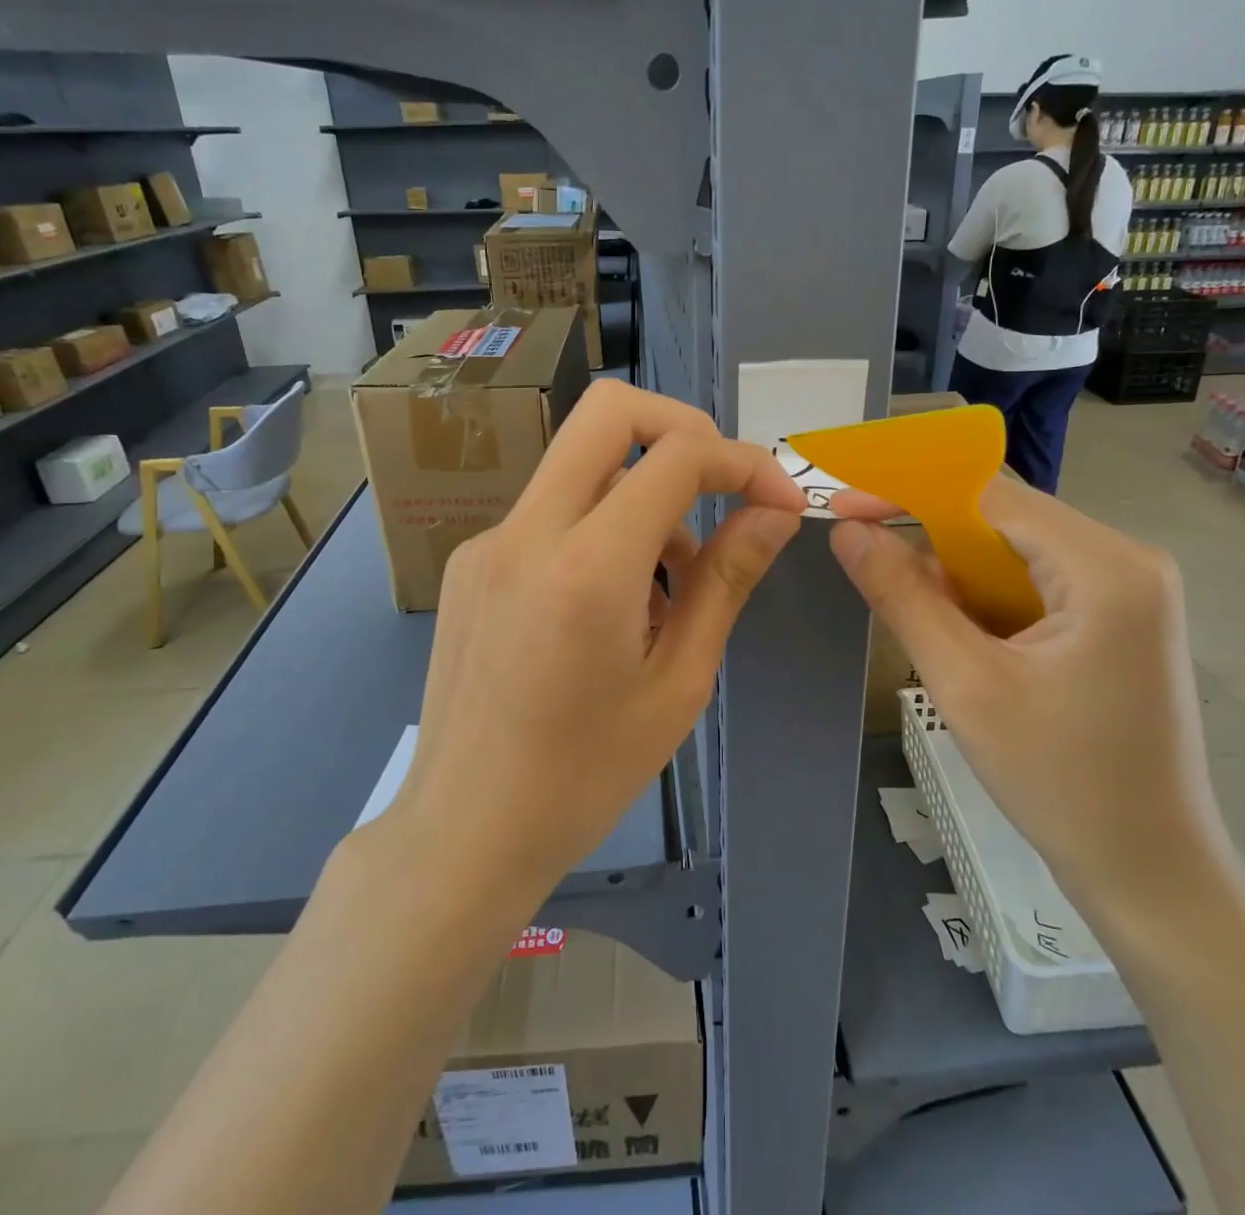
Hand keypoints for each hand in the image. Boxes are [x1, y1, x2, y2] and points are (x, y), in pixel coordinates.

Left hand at [386, 380, 804, 908]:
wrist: (464, 833)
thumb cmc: (585, 776)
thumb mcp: (678, 683)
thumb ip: (726, 581)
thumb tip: (775, 512)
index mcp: (587, 567)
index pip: (677, 456)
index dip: (743, 462)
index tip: (779, 499)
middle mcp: (527, 531)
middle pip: (608, 411)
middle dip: (684, 429)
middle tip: (723, 487)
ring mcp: (489, 541)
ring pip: (583, 464)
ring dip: (643, 494)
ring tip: (670, 589)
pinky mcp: (471, 561)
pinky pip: (552, 511)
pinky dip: (601, 528)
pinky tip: (613, 606)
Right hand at [829, 477, 1233, 925]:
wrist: (1150, 875)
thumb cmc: (1060, 782)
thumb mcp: (965, 684)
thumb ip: (902, 596)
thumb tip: (847, 531)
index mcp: (1106, 566)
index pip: (990, 497)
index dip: (910, 494)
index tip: (846, 509)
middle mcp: (1127, 560)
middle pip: (1005, 521)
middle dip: (933, 542)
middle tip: (872, 569)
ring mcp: (1129, 590)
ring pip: (1015, 553)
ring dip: (958, 577)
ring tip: (925, 626)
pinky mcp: (1118, 619)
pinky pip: (1035, 583)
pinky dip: (988, 600)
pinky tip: (966, 643)